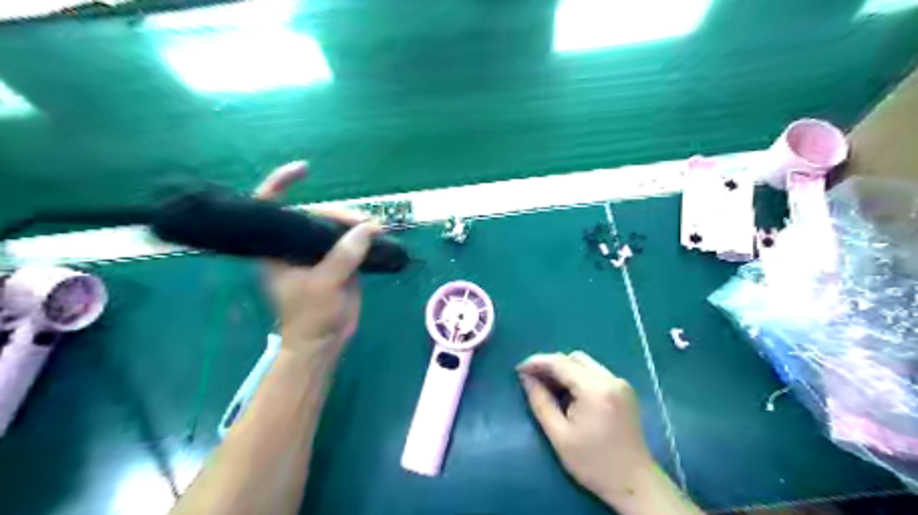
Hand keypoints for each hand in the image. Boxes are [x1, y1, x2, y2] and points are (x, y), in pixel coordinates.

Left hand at [252, 160, 378, 356]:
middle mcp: (295, 246)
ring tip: (377, 228)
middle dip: (339, 214)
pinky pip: (350, 242)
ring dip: (356, 224)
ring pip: (335, 227)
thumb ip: (344, 255)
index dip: (281, 184)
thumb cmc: (311, 317)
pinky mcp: (338, 262)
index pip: (272, 208)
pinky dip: (364, 237)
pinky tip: (378, 234)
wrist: (324, 342)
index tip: (304, 170)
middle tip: (365, 223)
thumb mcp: (324, 285)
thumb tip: (369, 228)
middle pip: (315, 215)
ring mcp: (318, 253)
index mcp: (277, 249)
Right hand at [520, 352, 655, 505]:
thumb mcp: (559, 435)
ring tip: (547, 386)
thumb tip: (526, 378)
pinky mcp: (624, 391)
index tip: (519, 369)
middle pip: (574, 358)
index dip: (537, 362)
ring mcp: (620, 383)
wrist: (634, 484)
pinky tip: (568, 393)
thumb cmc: (594, 464)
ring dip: (564, 370)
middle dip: (551, 365)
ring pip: (585, 363)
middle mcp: (610, 379)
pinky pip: (595, 372)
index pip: (561, 363)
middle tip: (532, 379)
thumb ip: (540, 402)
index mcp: (596, 389)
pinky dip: (577, 376)